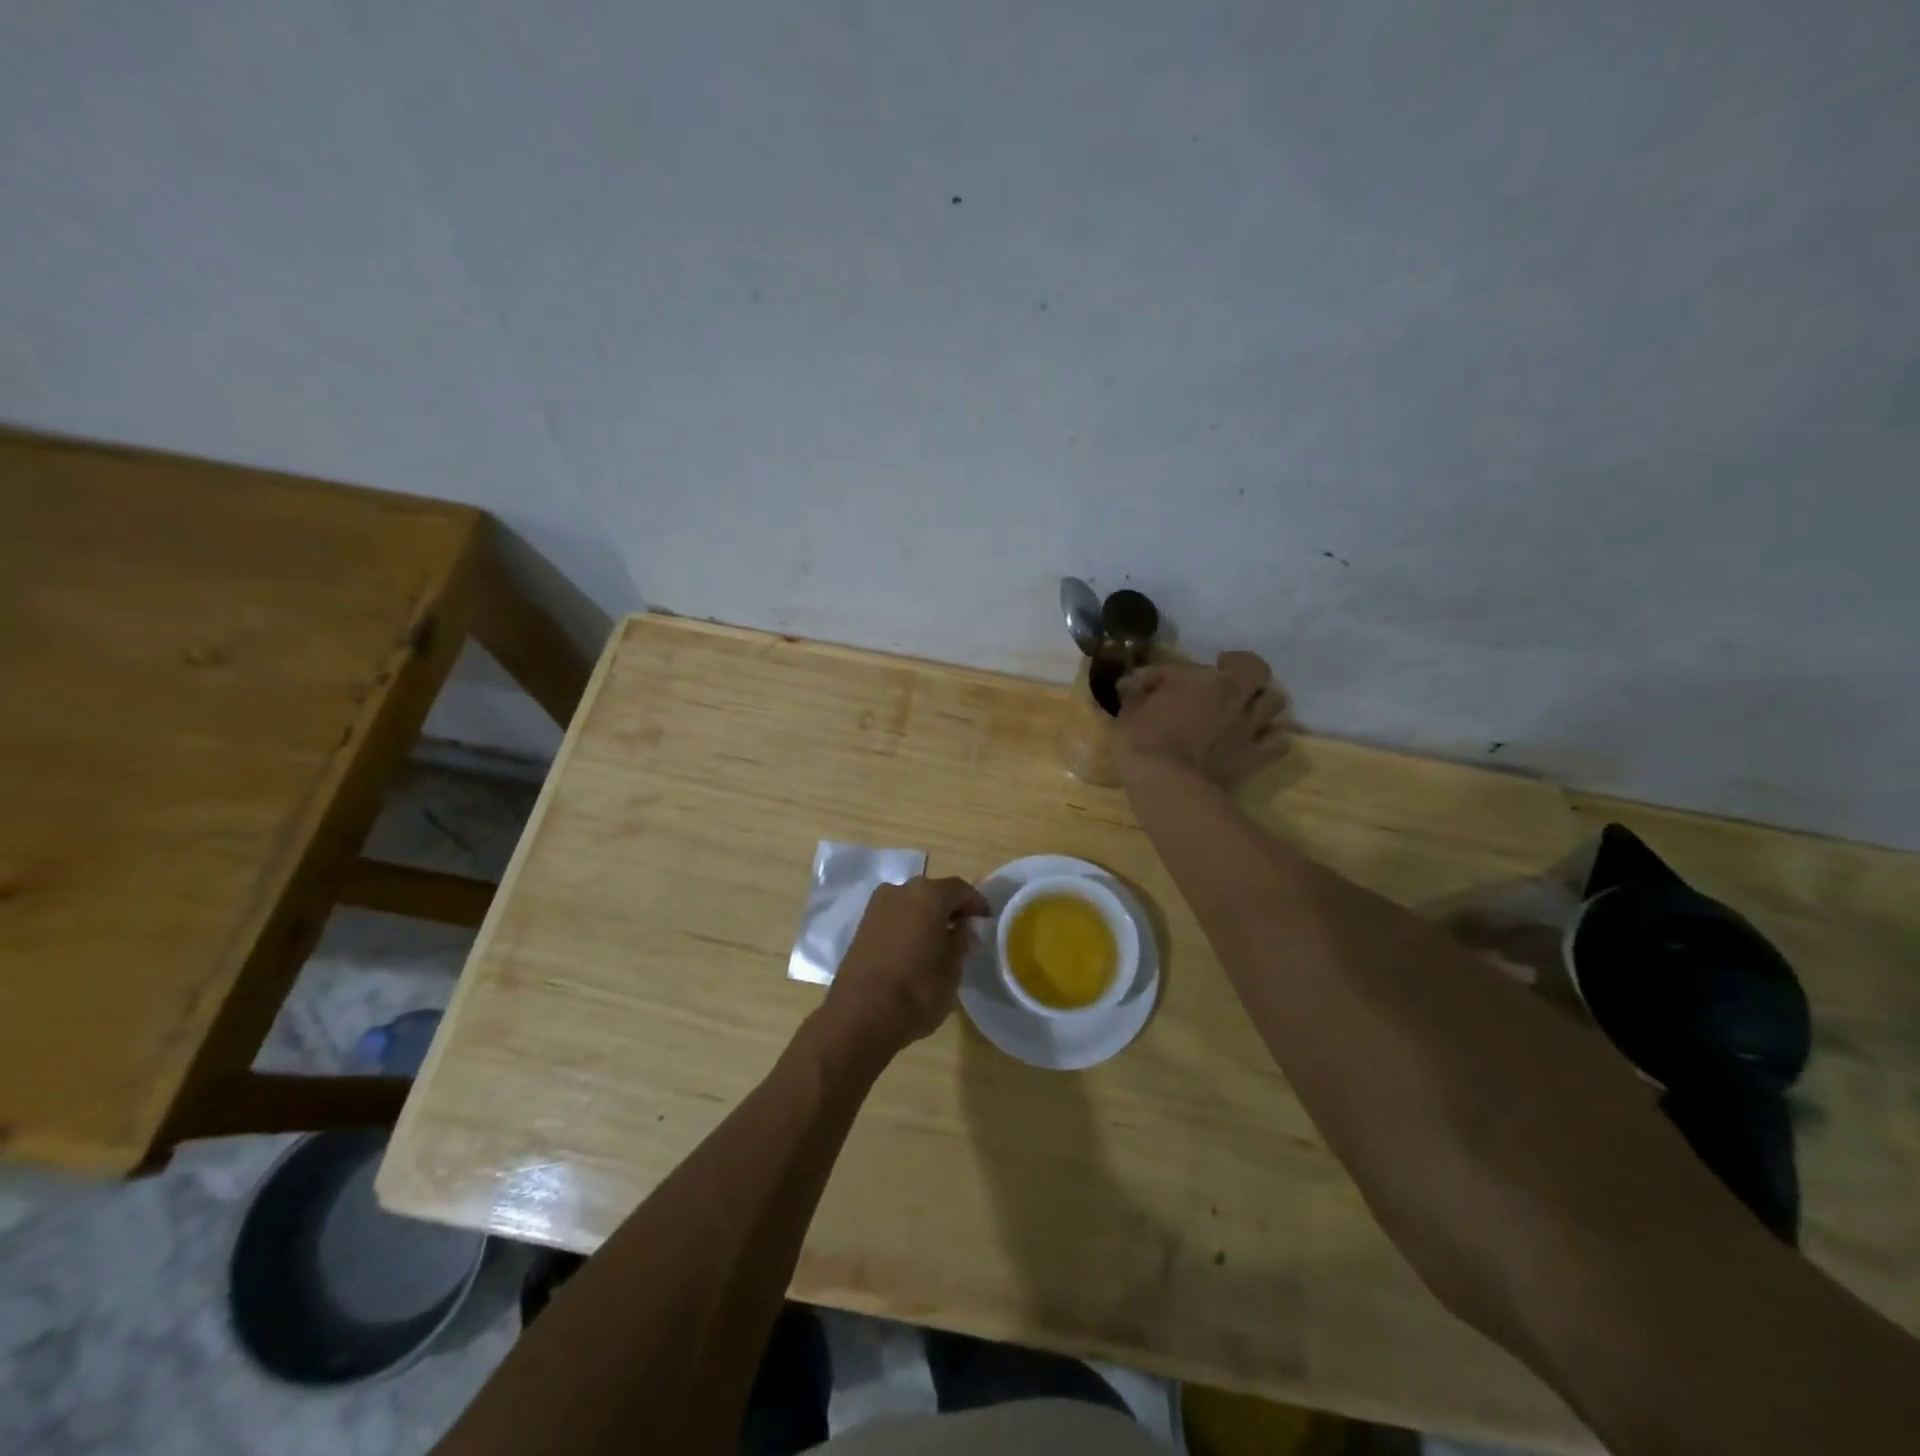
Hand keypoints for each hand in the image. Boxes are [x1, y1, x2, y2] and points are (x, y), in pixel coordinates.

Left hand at [818, 876, 989, 1062]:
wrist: (860, 1015)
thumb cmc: (917, 989)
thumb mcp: (953, 969)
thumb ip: (961, 943)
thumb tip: (963, 930)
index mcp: (928, 894)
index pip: (960, 889)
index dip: (976, 903)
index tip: (986, 919)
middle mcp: (900, 891)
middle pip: (933, 893)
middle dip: (949, 909)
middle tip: (964, 930)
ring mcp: (876, 907)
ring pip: (911, 905)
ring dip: (926, 918)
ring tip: (939, 943)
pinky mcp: (861, 927)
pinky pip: (894, 919)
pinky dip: (907, 928)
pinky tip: (915, 950)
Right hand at [1113, 651, 1289, 790]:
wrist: (1167, 785)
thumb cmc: (1143, 743)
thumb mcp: (1128, 713)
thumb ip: (1134, 693)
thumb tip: (1129, 682)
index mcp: (1202, 679)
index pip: (1178, 667)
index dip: (1157, 675)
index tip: (1140, 685)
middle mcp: (1233, 695)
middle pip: (1255, 669)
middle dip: (1242, 668)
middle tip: (1226, 675)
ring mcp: (1249, 726)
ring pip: (1275, 701)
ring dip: (1261, 701)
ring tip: (1246, 707)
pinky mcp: (1256, 757)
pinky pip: (1279, 742)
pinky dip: (1271, 738)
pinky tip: (1256, 741)